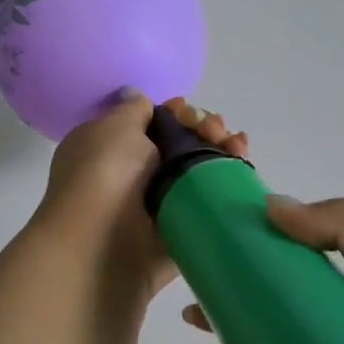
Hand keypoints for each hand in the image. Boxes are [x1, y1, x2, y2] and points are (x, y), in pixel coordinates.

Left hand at [34, 94, 247, 293]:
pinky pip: (209, 206)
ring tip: (236, 146)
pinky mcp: (182, 233)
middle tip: (216, 130)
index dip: (177, 114)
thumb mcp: (114, 127)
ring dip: (221, 153)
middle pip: (182, 146)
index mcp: (111, 149)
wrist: (101, 245)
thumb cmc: (103, 176)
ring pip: (199, 174)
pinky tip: (242, 168)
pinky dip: (228, 186)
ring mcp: (159, 207)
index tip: (188, 111)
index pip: (153, 125)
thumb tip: (138, 98)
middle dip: (205, 130)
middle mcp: (134, 177)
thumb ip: (134, 110)